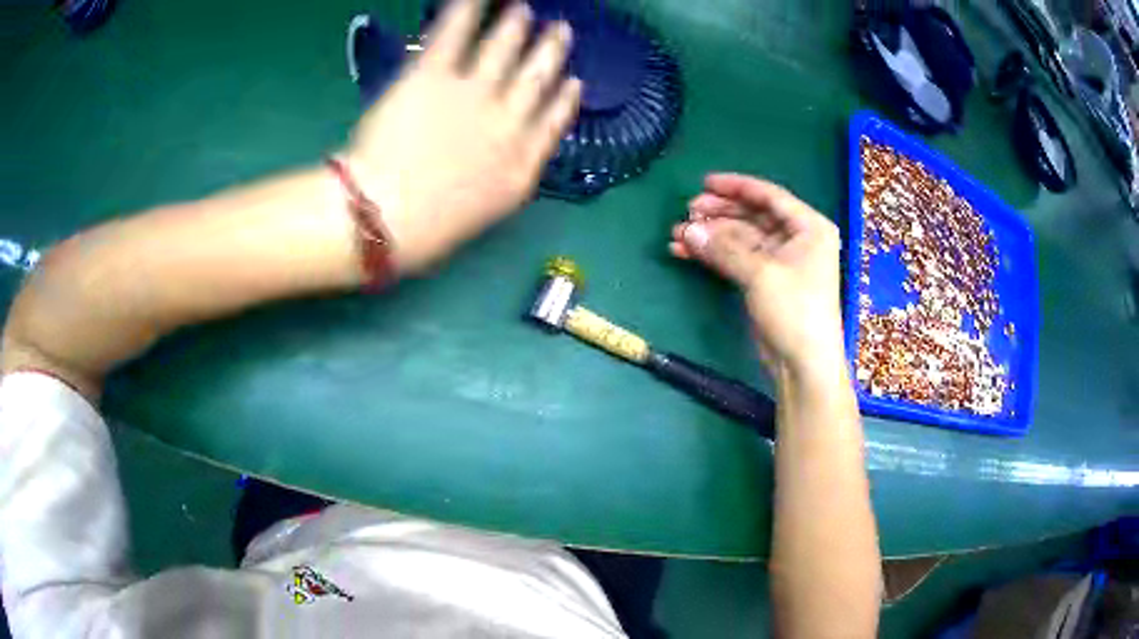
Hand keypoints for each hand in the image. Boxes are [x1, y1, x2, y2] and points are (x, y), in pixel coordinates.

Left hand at [347, 0, 581, 273]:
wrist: (384, 218)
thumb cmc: (426, 232)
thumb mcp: (483, 214)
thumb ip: (503, 181)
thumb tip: (508, 159)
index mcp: (520, 165)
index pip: (552, 122)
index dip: (565, 99)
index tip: (574, 82)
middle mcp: (507, 123)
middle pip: (536, 78)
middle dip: (550, 51)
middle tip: (560, 29)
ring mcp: (473, 95)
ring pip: (503, 50)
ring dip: (515, 26)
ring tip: (521, 9)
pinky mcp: (434, 76)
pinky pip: (455, 34)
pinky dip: (467, 10)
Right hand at [671, 174, 845, 377]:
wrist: (803, 364)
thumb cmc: (795, 311)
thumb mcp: (762, 274)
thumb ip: (724, 248)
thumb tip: (688, 230)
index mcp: (808, 227)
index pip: (769, 196)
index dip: (736, 187)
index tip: (705, 183)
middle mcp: (796, 239)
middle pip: (752, 216)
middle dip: (718, 214)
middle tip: (687, 212)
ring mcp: (779, 262)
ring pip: (740, 239)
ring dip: (710, 236)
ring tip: (677, 234)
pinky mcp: (764, 282)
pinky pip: (736, 259)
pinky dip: (713, 255)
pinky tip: (686, 252)